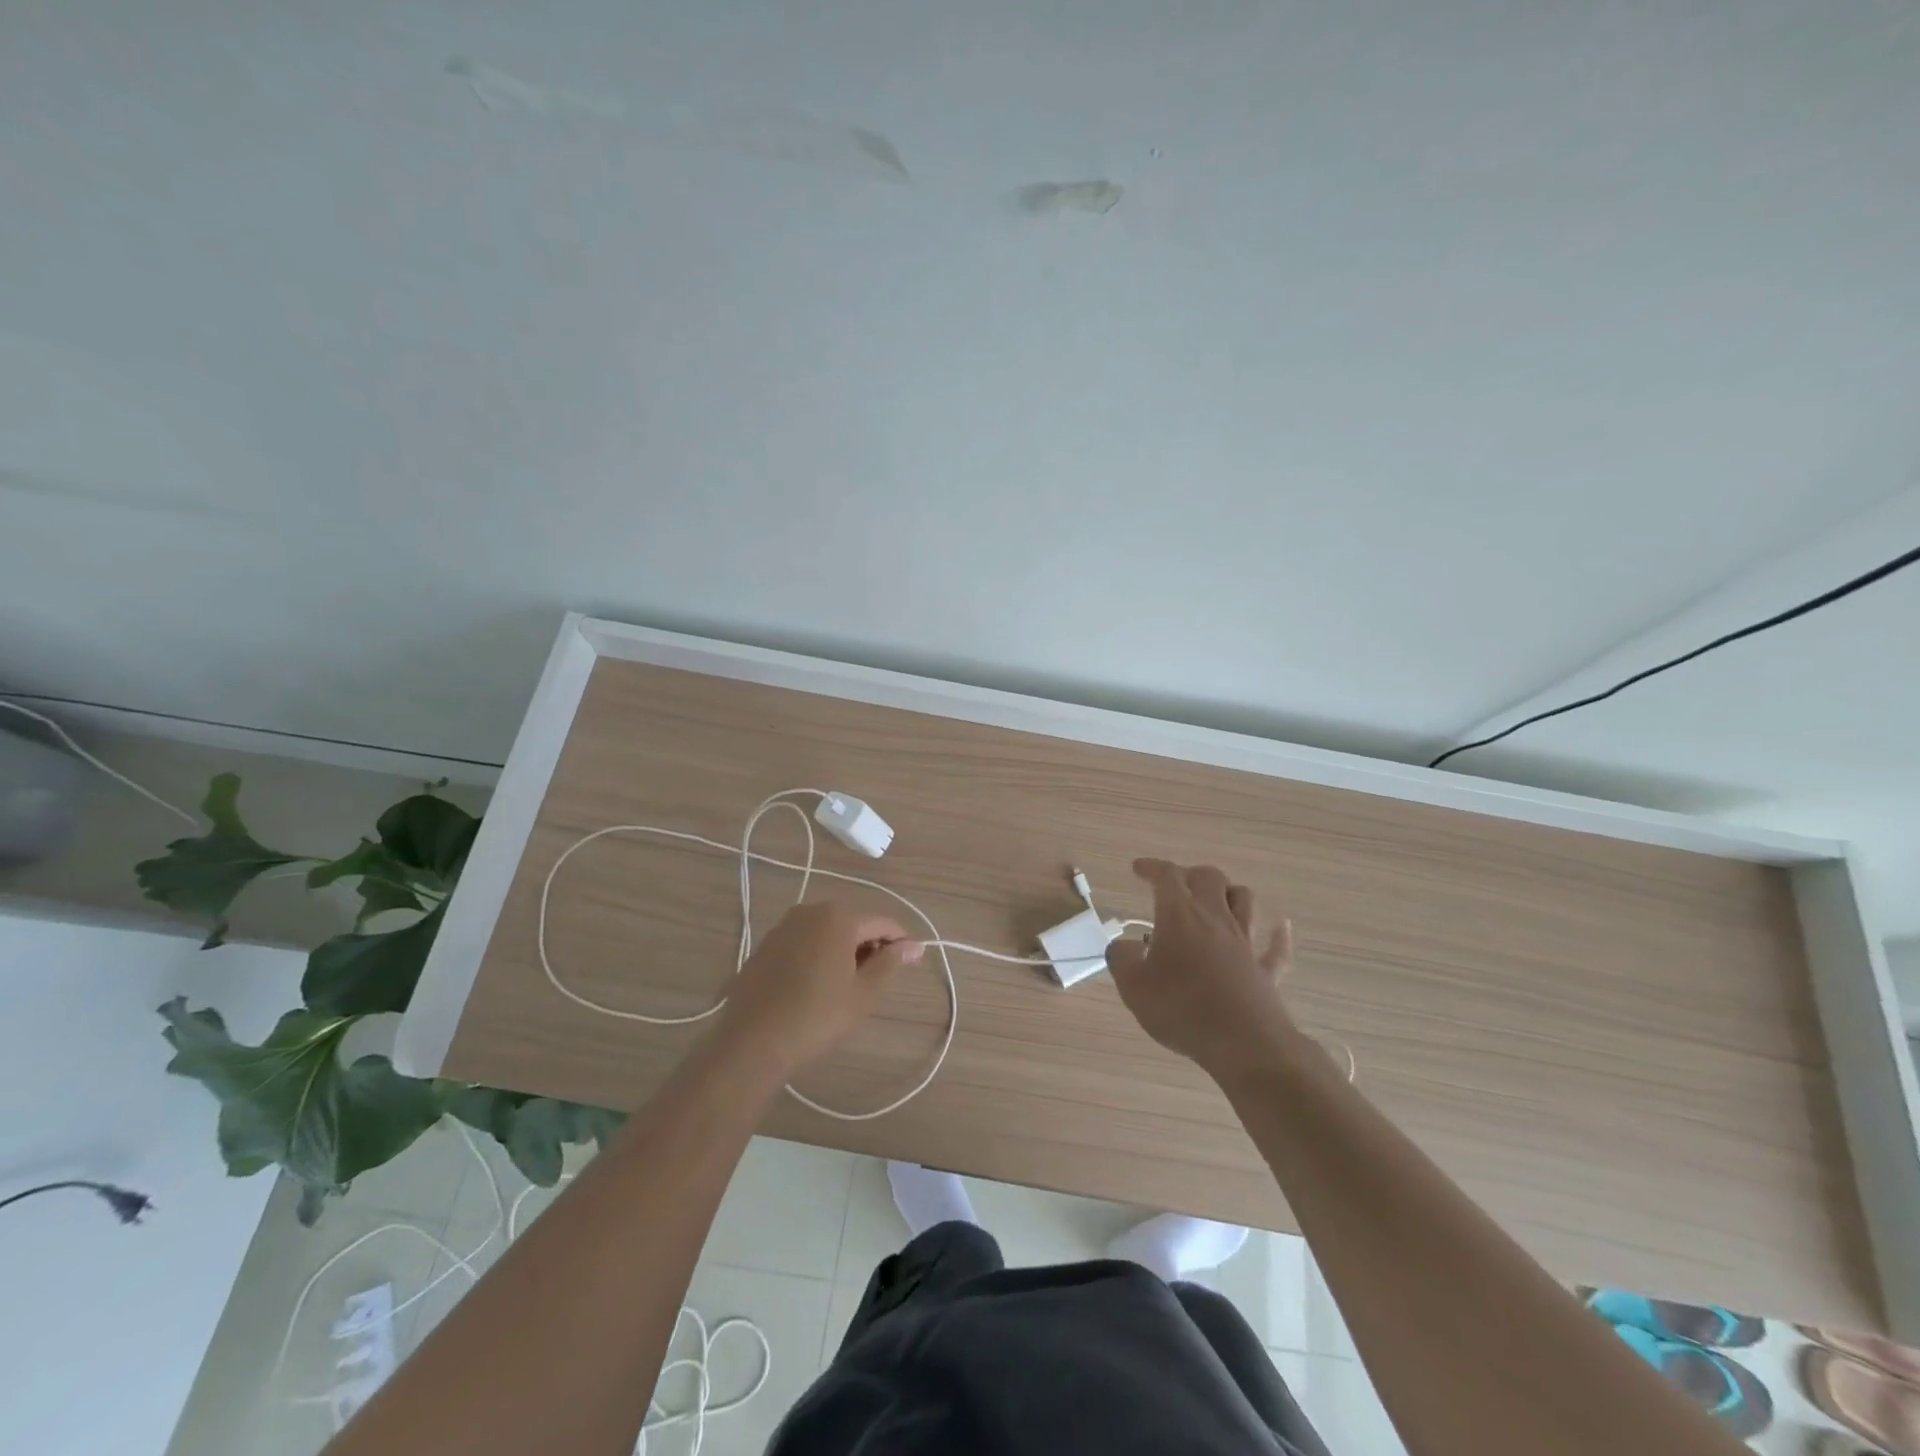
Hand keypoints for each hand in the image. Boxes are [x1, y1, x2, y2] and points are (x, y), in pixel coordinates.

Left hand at [715, 902, 921, 1080]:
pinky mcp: (765, 946)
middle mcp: (810, 911)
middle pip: (852, 922)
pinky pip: (803, 942)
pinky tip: (817, 985)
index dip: (900, 941)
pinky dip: (817, 955)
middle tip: (878, 979)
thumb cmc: (817, 1017)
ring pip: (826, 931)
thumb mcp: (863, 994)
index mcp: (838, 917)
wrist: (752, 1042)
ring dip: (843, 950)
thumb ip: (889, 963)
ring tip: (849, 985)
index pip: (882, 922)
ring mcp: (783, 927)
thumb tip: (913, 946)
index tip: (912, 961)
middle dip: (870, 945)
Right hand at [1105, 859, 1296, 1084]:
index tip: (1138, 869)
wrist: (1243, 1043)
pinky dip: (1278, 934)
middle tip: (1175, 886)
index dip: (1152, 867)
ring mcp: (1245, 943)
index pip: (1166, 876)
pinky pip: (1276, 947)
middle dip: (1190, 874)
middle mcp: (1215, 918)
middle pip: (1209, 878)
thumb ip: (1122, 959)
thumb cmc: (1181, 1009)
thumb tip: (1123, 946)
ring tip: (1217, 900)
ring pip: (1244, 900)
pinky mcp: (1265, 970)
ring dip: (1229, 893)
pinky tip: (1280, 927)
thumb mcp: (1133, 986)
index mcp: (1179, 915)